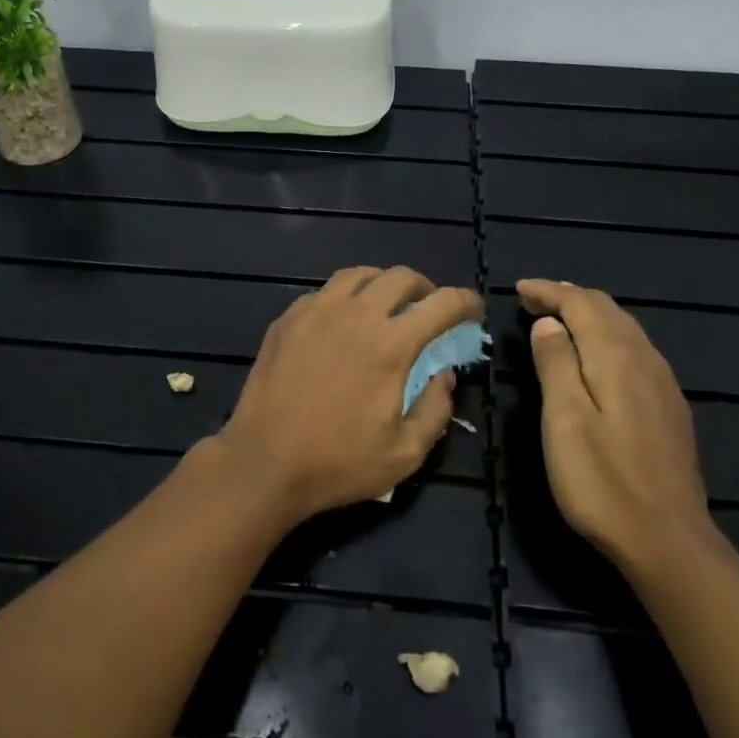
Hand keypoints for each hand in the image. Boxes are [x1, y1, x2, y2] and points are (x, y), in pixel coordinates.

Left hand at [215, 266, 482, 523]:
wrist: (264, 462)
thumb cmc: (338, 463)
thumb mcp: (405, 453)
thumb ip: (436, 408)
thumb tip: (444, 375)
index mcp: (391, 344)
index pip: (442, 304)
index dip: (466, 302)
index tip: (474, 311)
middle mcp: (356, 315)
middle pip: (400, 276)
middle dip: (425, 288)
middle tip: (428, 309)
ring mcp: (316, 311)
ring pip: (358, 274)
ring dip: (382, 284)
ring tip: (385, 306)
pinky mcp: (288, 319)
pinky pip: (324, 292)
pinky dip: (344, 298)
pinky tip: (341, 321)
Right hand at [517, 279, 711, 568]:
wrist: (669, 541)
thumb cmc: (602, 483)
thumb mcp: (564, 421)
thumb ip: (556, 365)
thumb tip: (548, 323)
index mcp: (616, 358)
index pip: (582, 304)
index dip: (549, 291)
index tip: (518, 288)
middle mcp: (645, 360)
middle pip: (607, 310)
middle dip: (569, 296)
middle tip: (533, 298)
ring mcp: (663, 384)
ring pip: (625, 328)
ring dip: (590, 314)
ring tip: (559, 317)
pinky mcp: (670, 407)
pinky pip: (636, 349)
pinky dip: (608, 336)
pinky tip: (597, 354)